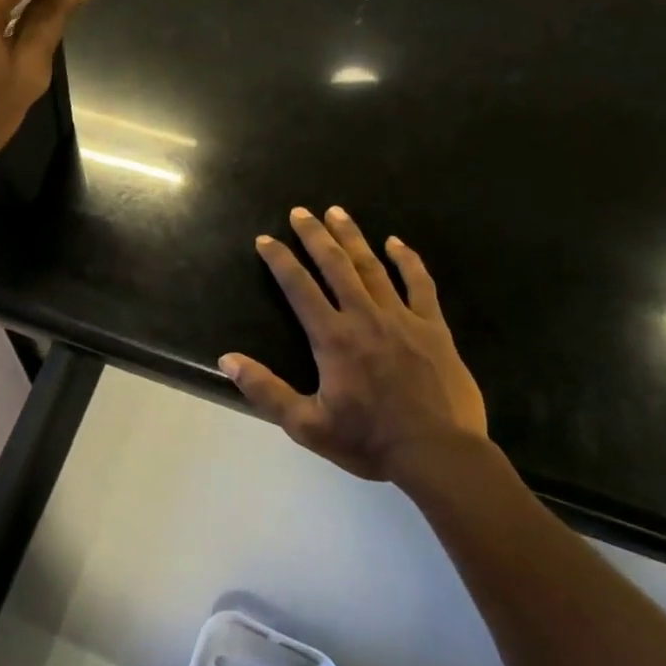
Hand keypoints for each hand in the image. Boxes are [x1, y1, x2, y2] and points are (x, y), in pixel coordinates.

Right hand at [219, 206, 492, 494]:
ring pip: (373, 266)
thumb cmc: (368, 441)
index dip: (280, 260)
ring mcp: (402, 318)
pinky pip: (419, 284)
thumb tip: (227, 360)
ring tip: (337, 212)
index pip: (299, 287)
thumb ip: (265, 390)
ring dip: (352, 237)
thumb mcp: (306, 425)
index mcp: (332, 338)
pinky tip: (396, 243)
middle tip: (300, 211)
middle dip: (314, 235)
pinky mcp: (433, 328)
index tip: (265, 239)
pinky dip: (407, 260)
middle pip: (335, 265)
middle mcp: (364, 317)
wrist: (438, 454)